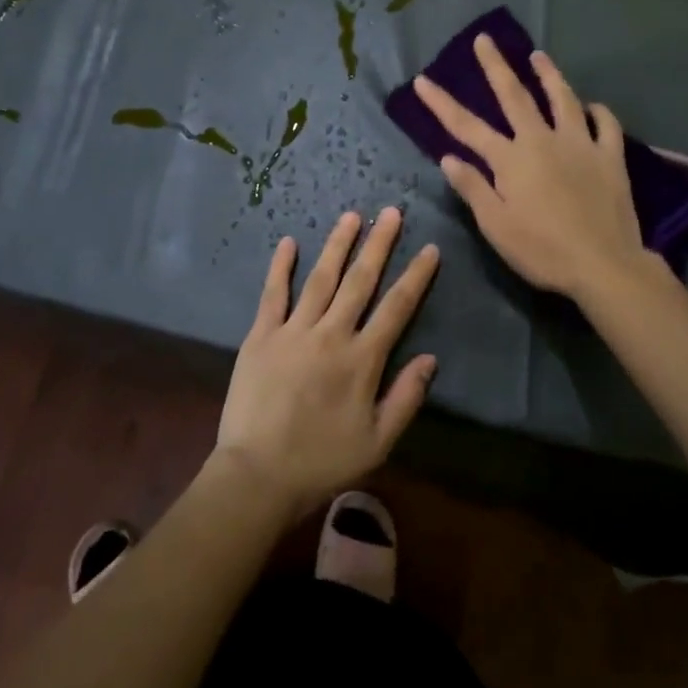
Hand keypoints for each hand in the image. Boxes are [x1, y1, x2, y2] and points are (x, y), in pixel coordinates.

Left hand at [214, 208, 439, 518]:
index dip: (416, 276)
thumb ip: (406, 397)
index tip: (429, 249)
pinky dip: (280, 267)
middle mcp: (331, 334)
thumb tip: (430, 358)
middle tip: (391, 212)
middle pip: (360, 281)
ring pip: (321, 278)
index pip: (397, 308)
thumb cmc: (322, 462)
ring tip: (351, 216)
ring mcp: (293, 331)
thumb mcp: (377, 441)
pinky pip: (273, 294)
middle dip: (378, 244)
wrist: (257, 475)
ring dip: (337, 245)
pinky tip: (289, 242)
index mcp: (362, 360)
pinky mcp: (261, 336)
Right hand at [413, 36, 648, 299]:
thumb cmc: (542, 250)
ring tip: (538, 55)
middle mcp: (542, 141)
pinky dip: (598, 112)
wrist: (603, 264)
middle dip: (496, 66)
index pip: (466, 126)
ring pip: (563, 99)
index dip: (441, 103)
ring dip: (549, 75)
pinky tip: (593, 106)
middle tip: (485, 40)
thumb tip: (448, 157)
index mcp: (510, 159)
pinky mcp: (609, 157)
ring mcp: (580, 144)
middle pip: (515, 96)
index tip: (423, 80)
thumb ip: (473, 188)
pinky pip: (606, 126)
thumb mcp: (496, 225)